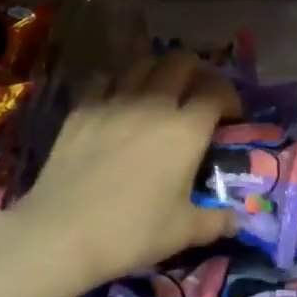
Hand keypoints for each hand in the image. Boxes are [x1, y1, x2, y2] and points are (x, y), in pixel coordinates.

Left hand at [11, 51, 242, 293]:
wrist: (61, 234)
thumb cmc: (132, 233)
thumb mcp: (184, 232)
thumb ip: (216, 221)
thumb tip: (236, 220)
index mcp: (186, 130)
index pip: (217, 91)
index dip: (229, 98)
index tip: (230, 117)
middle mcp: (153, 104)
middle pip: (181, 62)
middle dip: (197, 73)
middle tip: (197, 98)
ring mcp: (113, 102)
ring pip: (143, 63)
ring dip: (159, 73)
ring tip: (159, 95)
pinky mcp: (81, 110)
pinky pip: (106, 80)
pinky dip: (119, 85)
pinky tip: (118, 104)